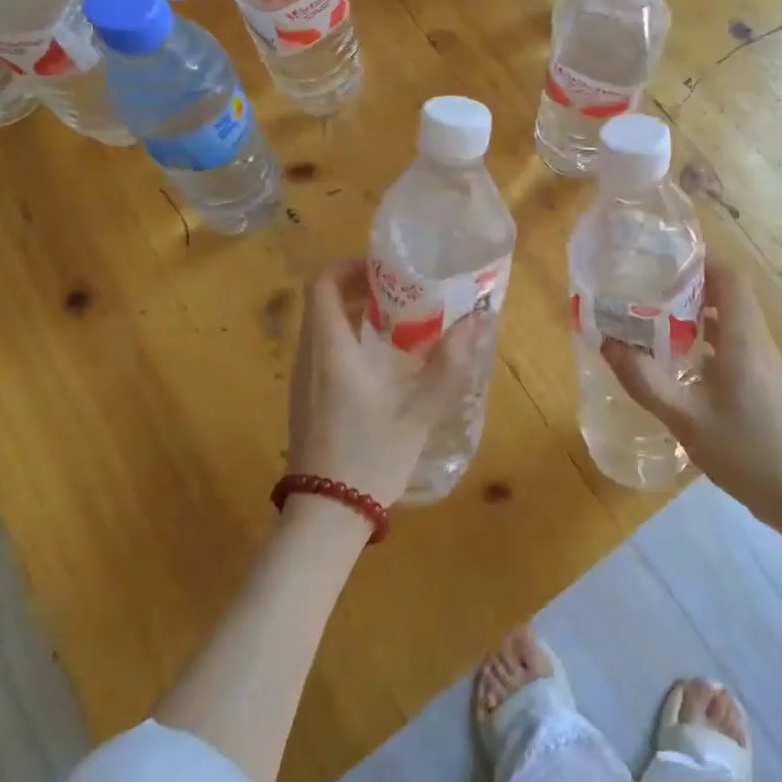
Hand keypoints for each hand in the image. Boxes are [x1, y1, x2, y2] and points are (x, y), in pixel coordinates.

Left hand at [287, 258, 477, 511]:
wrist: (327, 515)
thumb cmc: (371, 456)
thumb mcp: (420, 409)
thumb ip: (450, 362)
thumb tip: (479, 320)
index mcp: (331, 350)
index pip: (323, 284)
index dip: (350, 266)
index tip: (385, 269)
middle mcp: (309, 356)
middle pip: (323, 301)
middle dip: (359, 286)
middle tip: (400, 291)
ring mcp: (302, 379)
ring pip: (321, 324)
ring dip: (354, 311)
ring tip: (397, 320)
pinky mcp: (305, 398)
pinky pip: (321, 348)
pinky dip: (347, 337)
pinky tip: (380, 360)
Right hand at [602, 258, 781, 552]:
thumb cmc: (746, 451)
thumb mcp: (686, 419)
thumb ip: (646, 381)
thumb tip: (608, 343)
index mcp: (742, 338)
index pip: (729, 278)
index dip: (700, 261)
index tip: (663, 259)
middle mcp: (755, 339)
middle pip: (728, 292)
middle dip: (690, 283)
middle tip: (648, 286)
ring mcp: (761, 359)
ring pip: (730, 317)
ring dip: (696, 310)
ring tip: (654, 315)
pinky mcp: (760, 378)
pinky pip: (732, 339)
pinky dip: (705, 335)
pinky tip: (676, 355)